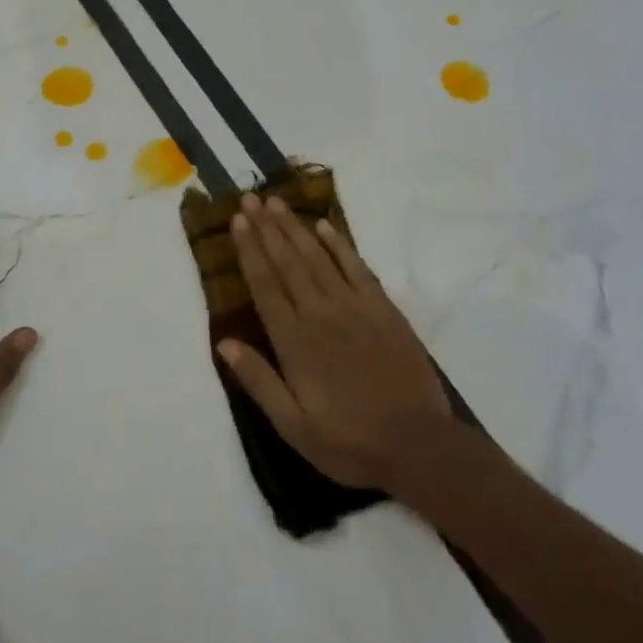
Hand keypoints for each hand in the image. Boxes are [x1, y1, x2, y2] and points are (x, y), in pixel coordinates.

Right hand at [220, 194, 451, 490]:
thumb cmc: (349, 441)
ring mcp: (355, 308)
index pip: (266, 285)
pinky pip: (357, 268)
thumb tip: (224, 343)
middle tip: (250, 197)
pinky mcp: (384, 310)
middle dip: (267, 228)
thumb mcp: (293, 425)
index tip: (238, 221)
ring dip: (295, 228)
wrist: (418, 445)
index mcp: (295, 342)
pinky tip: (325, 226)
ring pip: (318, 258)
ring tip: (277, 202)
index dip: (250, 251)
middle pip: (288, 262)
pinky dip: (340, 245)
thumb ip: (258, 381)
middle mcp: (321, 314)